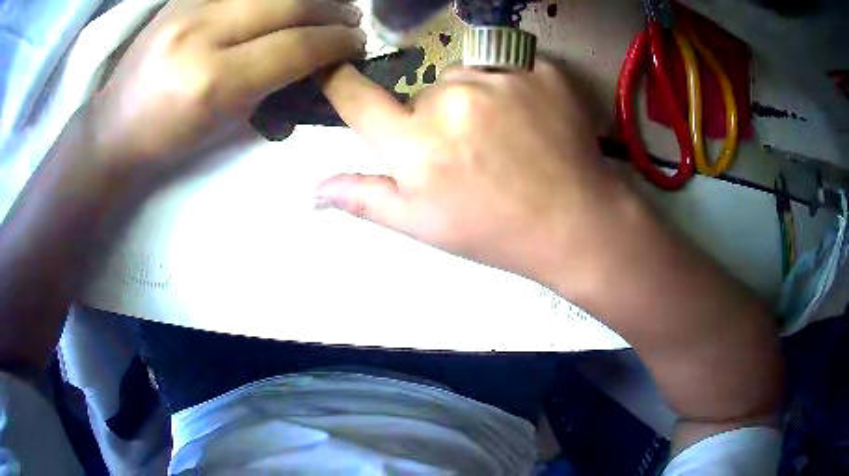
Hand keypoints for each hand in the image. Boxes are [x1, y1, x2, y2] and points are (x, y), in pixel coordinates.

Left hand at [93, 0, 364, 171]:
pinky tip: (284, 5)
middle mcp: (201, 34)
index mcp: (212, 81)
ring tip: (326, 6)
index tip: (356, 43)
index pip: (295, 46)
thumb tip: (319, 60)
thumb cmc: (170, 138)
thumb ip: (275, 85)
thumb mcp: (227, 125)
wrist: (116, 124)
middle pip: (290, 5)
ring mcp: (189, 7)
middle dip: (332, 10)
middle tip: (350, 19)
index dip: (336, 42)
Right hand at [318, 61, 633, 284]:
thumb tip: (314, 190)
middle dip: (435, 115)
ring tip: (503, 137)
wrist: (575, 222)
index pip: (357, 98)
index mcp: (417, 144)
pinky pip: (506, 68)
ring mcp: (500, 79)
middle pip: (424, 91)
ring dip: (473, 99)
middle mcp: (452, 99)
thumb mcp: (423, 224)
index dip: (338, 81)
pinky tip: (529, 121)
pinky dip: (510, 88)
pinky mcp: (539, 70)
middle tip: (468, 152)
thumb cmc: (494, 231)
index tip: (330, 68)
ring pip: (466, 76)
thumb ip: (365, 199)